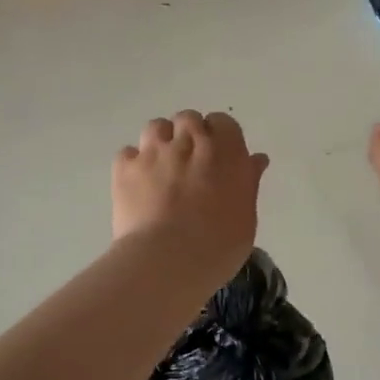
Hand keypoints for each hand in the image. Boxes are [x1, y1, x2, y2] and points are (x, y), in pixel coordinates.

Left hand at [113, 111, 268, 282]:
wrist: (167, 260)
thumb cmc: (218, 245)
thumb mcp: (246, 218)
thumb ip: (248, 182)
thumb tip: (254, 160)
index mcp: (225, 151)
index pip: (224, 123)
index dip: (220, 138)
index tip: (219, 158)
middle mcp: (190, 141)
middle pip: (188, 119)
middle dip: (189, 134)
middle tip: (190, 163)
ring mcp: (154, 151)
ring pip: (156, 127)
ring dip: (161, 141)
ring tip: (161, 168)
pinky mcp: (125, 167)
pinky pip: (128, 153)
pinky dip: (133, 164)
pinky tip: (137, 183)